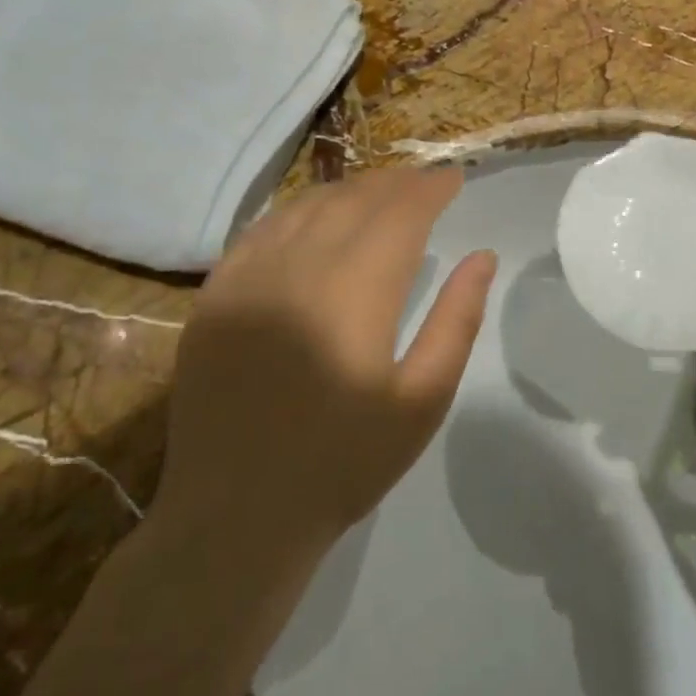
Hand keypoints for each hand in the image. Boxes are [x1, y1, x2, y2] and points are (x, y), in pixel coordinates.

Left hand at [155, 168, 495, 548]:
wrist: (236, 516)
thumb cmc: (343, 463)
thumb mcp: (422, 400)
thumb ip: (456, 320)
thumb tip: (482, 257)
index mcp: (355, 292)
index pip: (400, 213)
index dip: (430, 188)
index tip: (454, 179)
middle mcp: (298, 267)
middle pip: (354, 199)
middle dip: (395, 183)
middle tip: (423, 183)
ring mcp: (247, 277)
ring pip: (306, 206)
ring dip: (349, 191)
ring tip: (378, 194)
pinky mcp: (213, 295)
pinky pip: (260, 230)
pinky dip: (297, 212)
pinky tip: (313, 218)